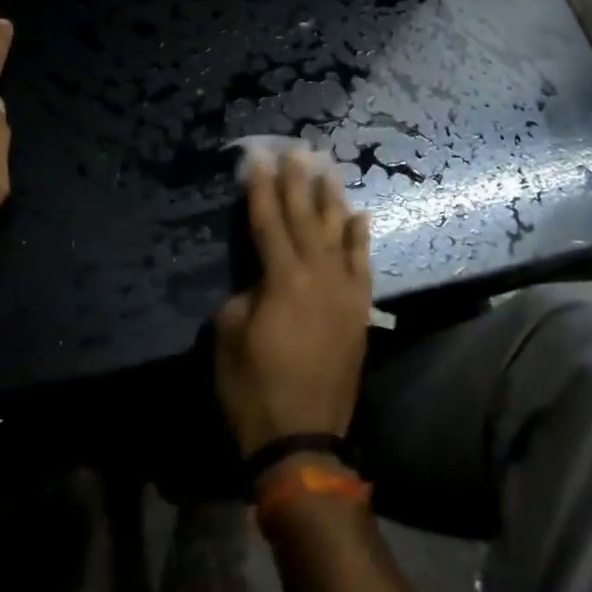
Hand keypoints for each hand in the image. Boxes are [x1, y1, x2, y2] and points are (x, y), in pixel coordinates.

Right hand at [215, 152, 372, 460]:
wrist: (302, 441)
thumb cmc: (253, 390)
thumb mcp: (228, 337)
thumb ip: (244, 296)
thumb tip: (258, 282)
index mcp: (282, 280)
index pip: (268, 221)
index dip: (260, 187)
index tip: (257, 157)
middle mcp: (318, 276)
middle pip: (304, 218)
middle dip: (297, 182)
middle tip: (295, 149)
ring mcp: (344, 293)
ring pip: (338, 233)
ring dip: (330, 198)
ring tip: (326, 167)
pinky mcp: (358, 312)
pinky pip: (362, 265)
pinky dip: (360, 238)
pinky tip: (360, 215)